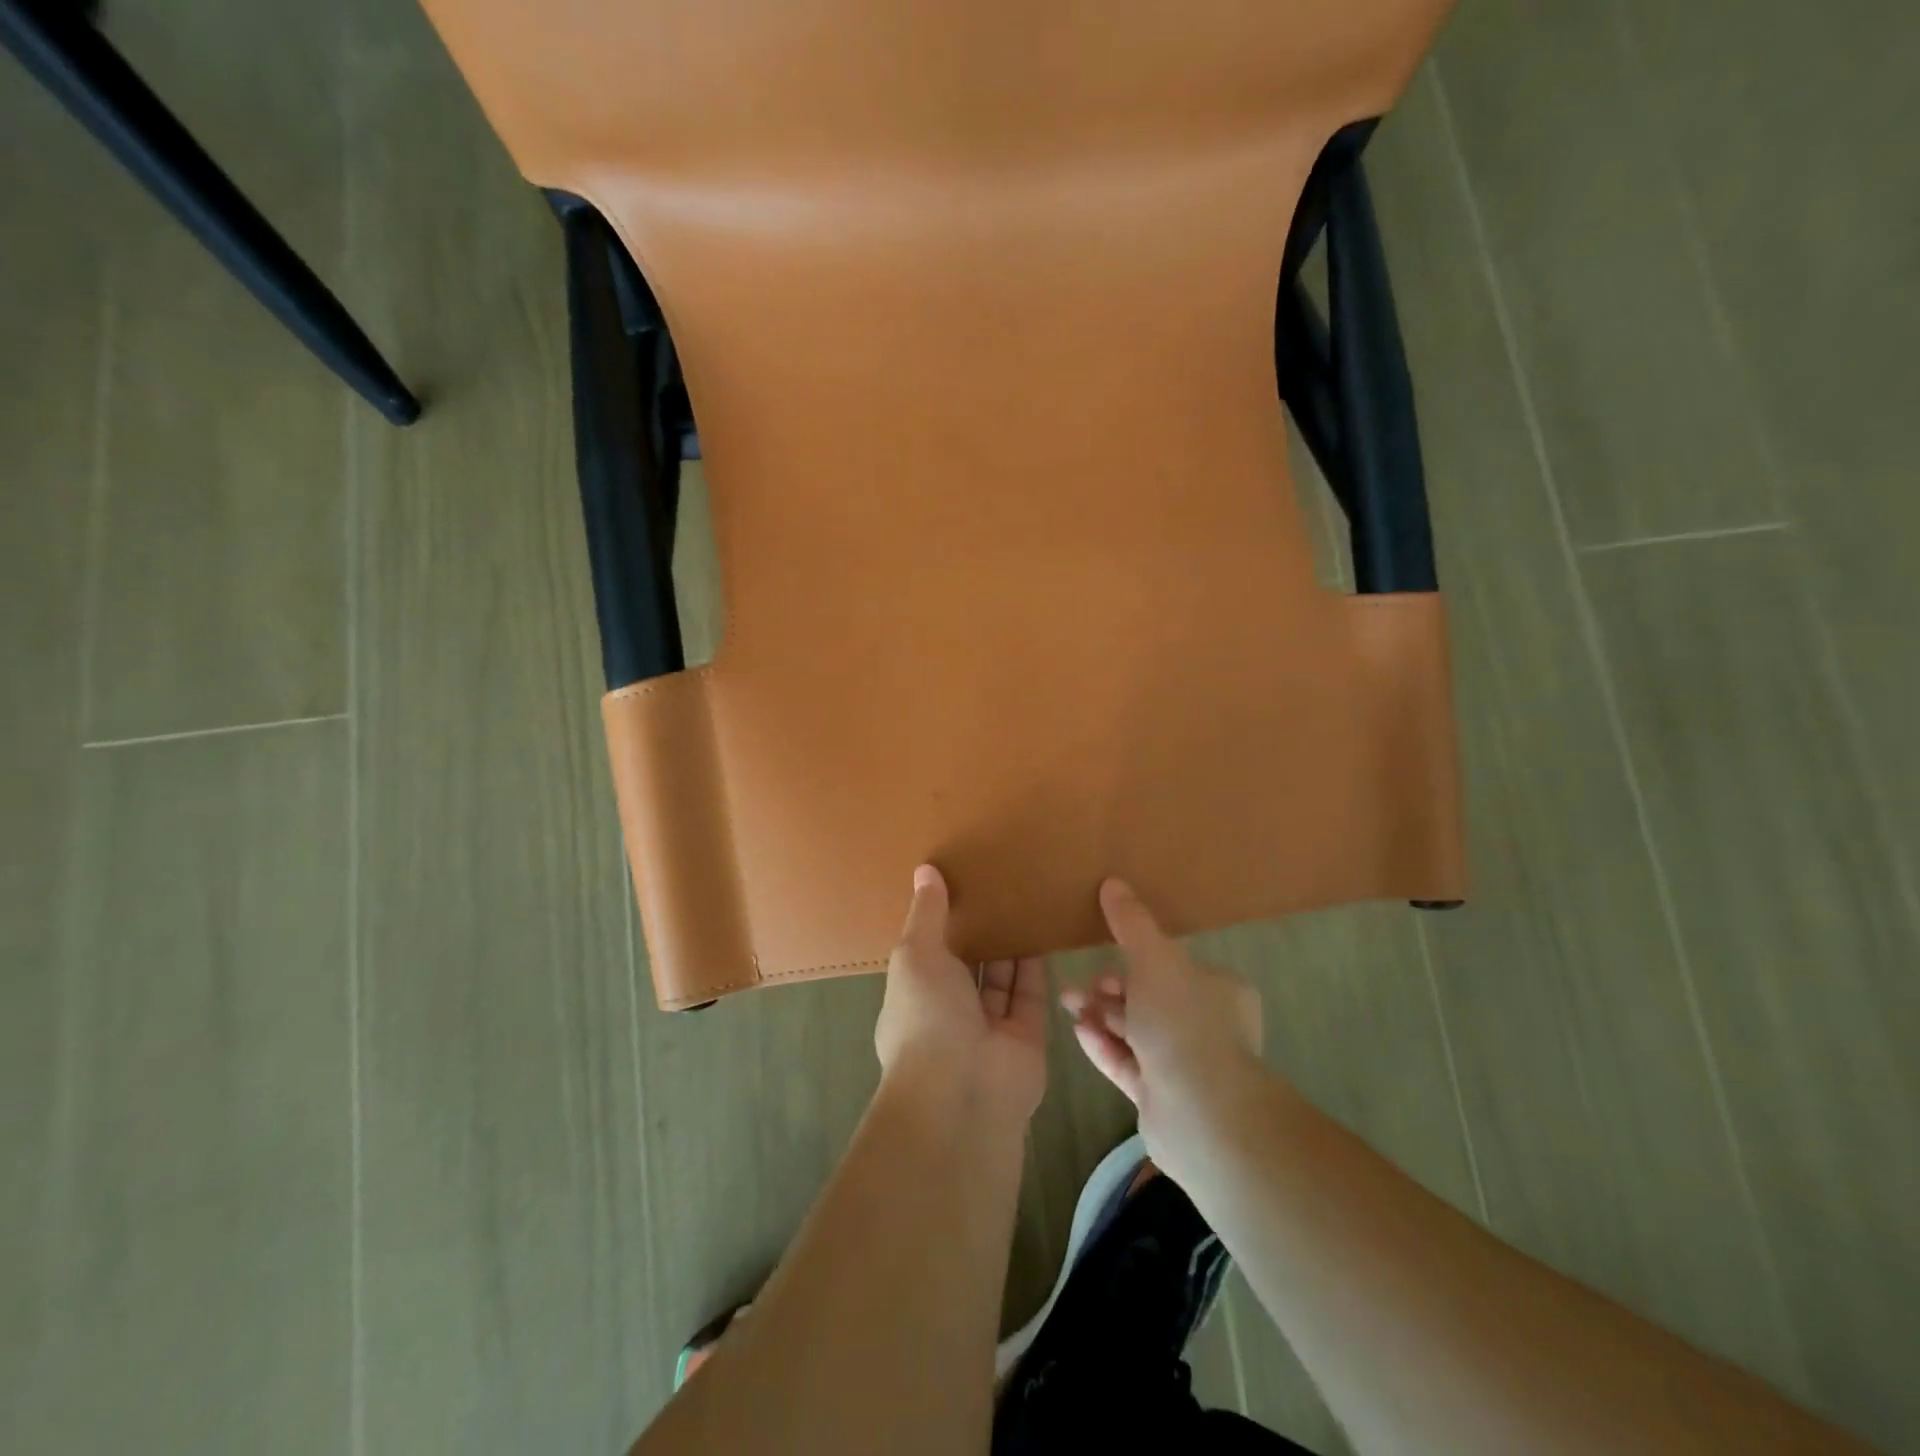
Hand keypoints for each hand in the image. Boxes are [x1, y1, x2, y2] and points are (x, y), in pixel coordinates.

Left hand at [874, 866, 1047, 1121]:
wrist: (964, 1092)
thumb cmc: (927, 1017)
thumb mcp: (916, 955)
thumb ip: (926, 914)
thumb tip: (925, 870)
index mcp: (914, 995)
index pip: (928, 954)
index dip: (941, 922)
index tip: (957, 884)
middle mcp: (950, 1012)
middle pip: (968, 965)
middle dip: (979, 932)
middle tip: (998, 884)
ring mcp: (989, 1027)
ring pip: (1001, 978)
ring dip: (1009, 943)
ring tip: (1024, 898)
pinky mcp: (1026, 1035)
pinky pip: (1030, 992)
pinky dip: (1035, 964)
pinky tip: (1043, 926)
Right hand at [1061, 879, 1268, 1179]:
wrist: (1201, 1112)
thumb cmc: (1183, 1021)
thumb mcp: (1154, 957)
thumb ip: (1131, 922)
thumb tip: (1113, 882)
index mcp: (1219, 991)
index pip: (1175, 967)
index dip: (1138, 958)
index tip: (1105, 954)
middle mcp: (1207, 1026)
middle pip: (1150, 999)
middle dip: (1111, 989)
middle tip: (1080, 986)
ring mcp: (1185, 1066)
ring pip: (1135, 1031)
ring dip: (1100, 1014)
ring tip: (1067, 1003)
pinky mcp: (1161, 1098)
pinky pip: (1126, 1063)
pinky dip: (1103, 1045)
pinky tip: (1078, 1031)